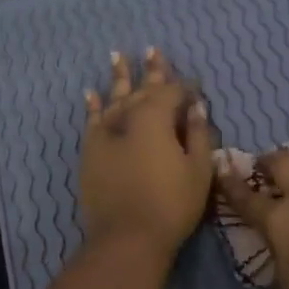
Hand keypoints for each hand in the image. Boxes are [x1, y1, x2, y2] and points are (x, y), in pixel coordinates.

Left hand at [80, 48, 215, 259]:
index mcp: (156, 118)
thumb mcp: (198, 170)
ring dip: (118, 76)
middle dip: (151, 71)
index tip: (197, 88)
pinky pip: (92, 120)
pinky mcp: (90, 151)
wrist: (127, 238)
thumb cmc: (171, 205)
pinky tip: (91, 91)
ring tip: (117, 55)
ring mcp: (105, 133)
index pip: (173, 93)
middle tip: (153, 50)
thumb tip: (195, 108)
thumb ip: (198, 134)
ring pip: (114, 97)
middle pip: (142, 89)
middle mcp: (128, 117)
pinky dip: (93, 105)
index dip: (187, 88)